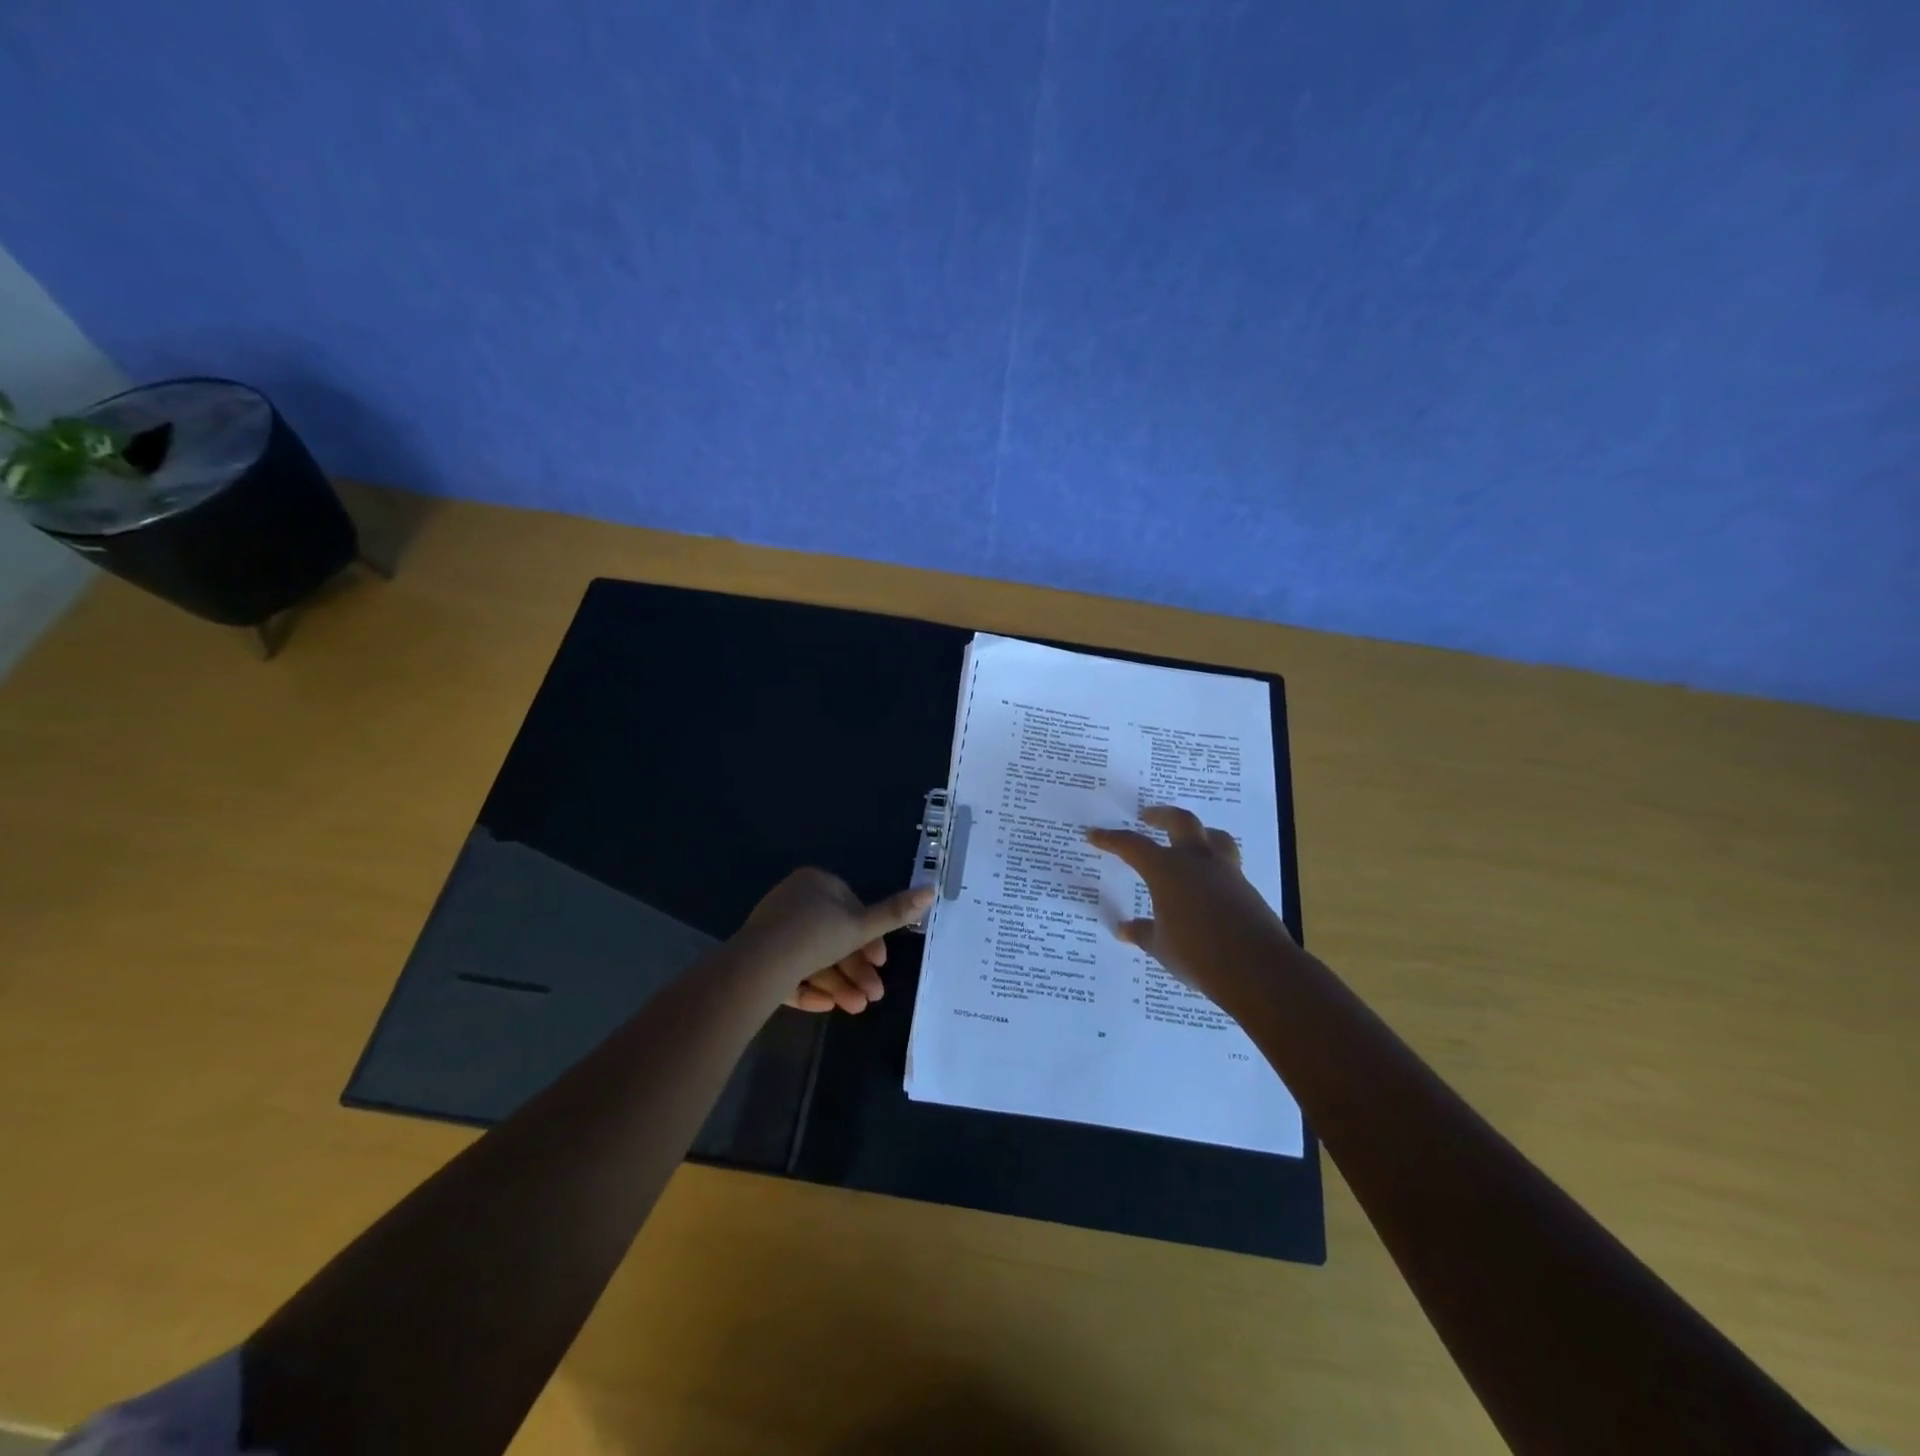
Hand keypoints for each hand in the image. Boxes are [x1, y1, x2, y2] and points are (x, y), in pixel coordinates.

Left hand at [734, 868, 934, 1013]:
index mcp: (817, 882)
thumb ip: (895, 913)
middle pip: (833, 937)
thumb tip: (931, 890)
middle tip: (873, 995)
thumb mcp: (861, 926)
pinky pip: (790, 970)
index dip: (870, 938)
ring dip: (838, 983)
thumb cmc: (816, 936)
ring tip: (855, 1009)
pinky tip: (826, 1008)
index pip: (851, 908)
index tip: (882, 963)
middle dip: (855, 969)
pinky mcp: (758, 956)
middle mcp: (794, 900)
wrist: (758, 966)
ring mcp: (773, 928)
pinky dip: (810, 987)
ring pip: (813, 957)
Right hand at [1085, 805, 1296, 1004]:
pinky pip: (1227, 863)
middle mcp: (1197, 861)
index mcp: (1167, 870)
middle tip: (1146, 816)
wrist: (1256, 968)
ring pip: (1213, 837)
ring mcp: (1226, 872)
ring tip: (1187, 839)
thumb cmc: (1196, 953)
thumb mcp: (1160, 946)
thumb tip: (1124, 929)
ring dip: (1197, 832)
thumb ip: (1143, 932)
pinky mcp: (1246, 888)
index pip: (1132, 845)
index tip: (1093, 834)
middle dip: (1160, 815)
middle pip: (1179, 821)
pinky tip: (1208, 880)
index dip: (1110, 839)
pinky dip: (1213, 863)